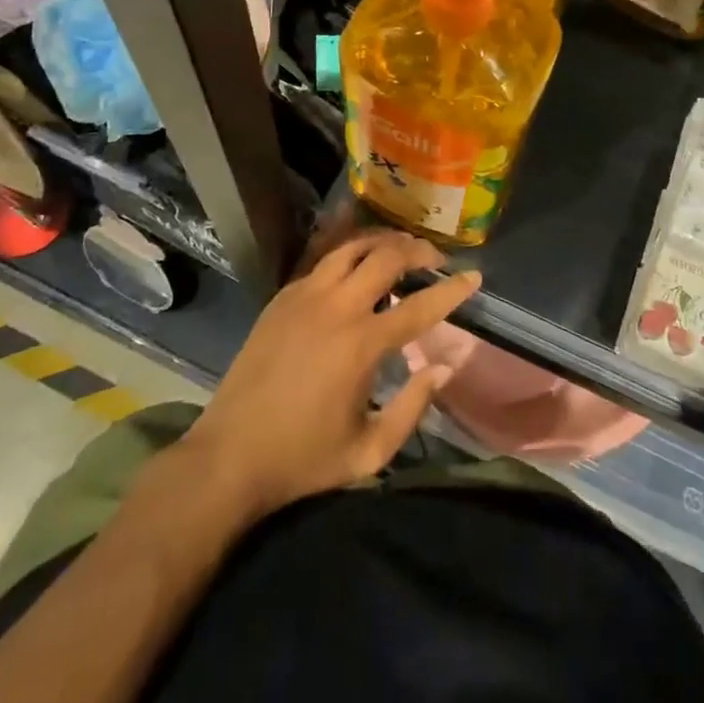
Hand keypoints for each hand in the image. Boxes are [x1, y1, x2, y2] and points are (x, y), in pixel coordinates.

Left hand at [175, 230, 479, 523]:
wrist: (229, 456)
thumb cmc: (302, 459)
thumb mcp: (368, 452)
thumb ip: (411, 408)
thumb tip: (442, 367)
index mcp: (361, 345)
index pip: (420, 306)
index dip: (453, 290)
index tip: (475, 276)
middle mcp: (336, 308)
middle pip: (386, 257)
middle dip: (418, 250)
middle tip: (435, 259)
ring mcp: (305, 296)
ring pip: (352, 248)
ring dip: (383, 243)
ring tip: (401, 250)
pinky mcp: (283, 297)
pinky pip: (323, 261)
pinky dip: (349, 256)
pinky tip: (357, 268)